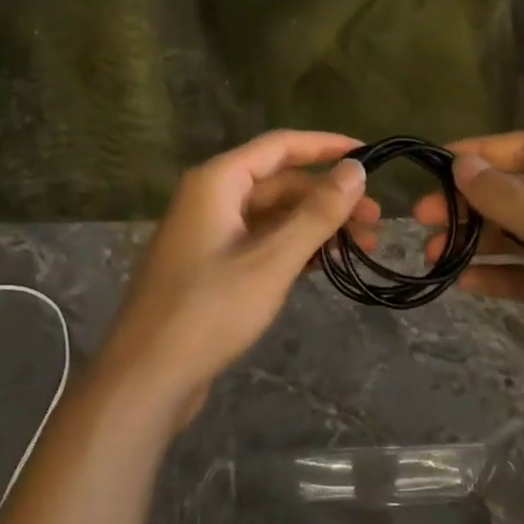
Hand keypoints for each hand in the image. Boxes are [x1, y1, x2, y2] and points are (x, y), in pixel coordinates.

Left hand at [102, 130, 376, 428]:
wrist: (146, 378)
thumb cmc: (209, 311)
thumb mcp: (272, 260)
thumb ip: (317, 213)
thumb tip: (356, 169)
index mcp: (218, 182)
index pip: (281, 146)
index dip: (327, 146)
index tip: (371, 154)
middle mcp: (211, 197)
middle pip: (280, 183)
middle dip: (329, 198)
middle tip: (376, 222)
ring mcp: (210, 232)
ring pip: (273, 215)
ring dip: (316, 226)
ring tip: (362, 247)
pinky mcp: (212, 264)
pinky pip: (261, 241)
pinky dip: (293, 247)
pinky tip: (326, 264)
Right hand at [414, 131, 523, 419]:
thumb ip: (508, 200)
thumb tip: (460, 165)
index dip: (478, 154)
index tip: (432, 166)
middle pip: (516, 192)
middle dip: (470, 205)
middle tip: (422, 220)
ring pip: (516, 233)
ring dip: (477, 242)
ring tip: (434, 257)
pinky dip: (496, 275)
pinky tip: (463, 283)